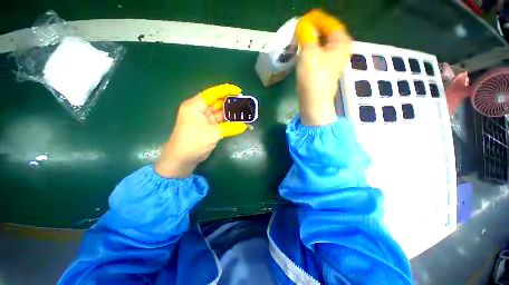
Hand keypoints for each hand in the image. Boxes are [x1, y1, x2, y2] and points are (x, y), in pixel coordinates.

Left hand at [155, 84, 247, 177]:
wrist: (182, 160)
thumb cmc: (193, 142)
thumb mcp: (212, 134)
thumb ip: (229, 128)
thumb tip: (245, 126)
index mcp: (195, 106)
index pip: (212, 94)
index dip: (225, 91)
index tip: (239, 91)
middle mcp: (199, 110)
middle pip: (217, 103)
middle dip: (230, 103)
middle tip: (244, 102)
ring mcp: (204, 120)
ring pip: (220, 113)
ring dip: (231, 114)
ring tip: (244, 112)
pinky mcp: (208, 128)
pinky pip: (220, 122)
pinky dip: (229, 122)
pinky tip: (238, 122)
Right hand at [295, 9, 351, 125]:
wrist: (314, 102)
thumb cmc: (313, 76)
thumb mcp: (309, 51)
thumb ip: (306, 34)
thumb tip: (303, 24)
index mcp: (341, 42)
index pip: (329, 23)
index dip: (316, 19)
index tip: (303, 19)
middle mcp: (340, 50)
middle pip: (327, 33)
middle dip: (313, 30)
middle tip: (299, 29)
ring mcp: (333, 62)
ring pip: (322, 45)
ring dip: (311, 41)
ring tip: (299, 39)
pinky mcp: (325, 70)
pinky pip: (319, 54)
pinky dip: (311, 51)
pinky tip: (303, 52)